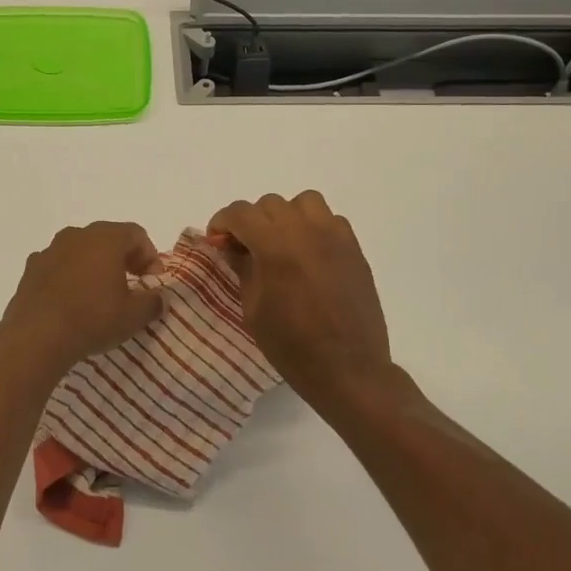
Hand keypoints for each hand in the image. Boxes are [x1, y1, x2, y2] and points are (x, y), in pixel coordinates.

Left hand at [0, 221, 164, 369]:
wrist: (36, 336)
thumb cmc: (92, 319)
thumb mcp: (133, 316)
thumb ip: (153, 302)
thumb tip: (161, 298)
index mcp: (106, 238)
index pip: (136, 234)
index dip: (150, 255)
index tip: (153, 281)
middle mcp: (77, 235)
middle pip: (107, 237)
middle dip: (123, 258)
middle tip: (132, 283)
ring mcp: (50, 250)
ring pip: (81, 250)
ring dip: (94, 265)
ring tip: (100, 294)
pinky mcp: (31, 268)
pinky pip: (58, 265)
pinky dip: (70, 276)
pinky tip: (71, 301)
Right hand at [207, 191, 394, 410]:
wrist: (348, 368)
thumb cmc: (292, 346)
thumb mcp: (254, 309)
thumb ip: (243, 269)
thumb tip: (233, 247)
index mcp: (276, 246)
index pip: (241, 213)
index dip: (222, 223)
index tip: (216, 240)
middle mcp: (306, 231)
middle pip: (270, 204)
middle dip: (251, 221)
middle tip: (245, 248)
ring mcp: (335, 237)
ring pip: (304, 202)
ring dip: (286, 216)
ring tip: (281, 243)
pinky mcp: (354, 249)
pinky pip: (330, 220)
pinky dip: (313, 227)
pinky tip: (309, 254)